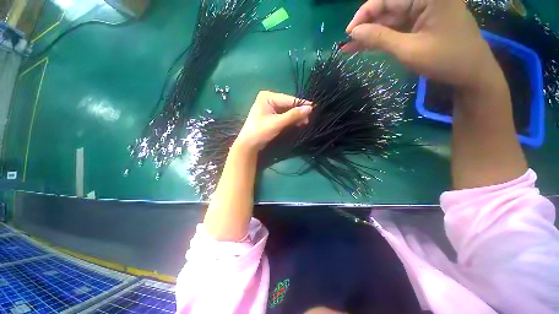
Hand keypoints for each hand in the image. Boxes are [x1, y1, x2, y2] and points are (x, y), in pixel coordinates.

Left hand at [235, 91, 311, 150]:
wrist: (249, 145)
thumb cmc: (260, 132)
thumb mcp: (277, 123)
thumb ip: (293, 115)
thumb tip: (310, 108)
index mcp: (267, 97)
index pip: (288, 99)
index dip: (301, 104)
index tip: (314, 108)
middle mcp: (269, 99)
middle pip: (288, 105)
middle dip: (298, 112)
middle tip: (308, 120)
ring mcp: (270, 108)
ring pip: (287, 111)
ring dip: (296, 117)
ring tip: (305, 123)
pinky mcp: (272, 116)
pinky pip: (284, 116)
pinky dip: (291, 120)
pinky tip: (298, 123)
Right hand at [343, 0, 501, 89]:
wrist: (471, 73)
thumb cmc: (445, 60)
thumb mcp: (408, 50)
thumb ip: (380, 38)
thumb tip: (354, 32)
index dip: (364, 14)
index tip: (348, 33)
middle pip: (388, 7)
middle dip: (366, 26)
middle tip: (347, 43)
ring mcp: (424, 9)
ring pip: (390, 19)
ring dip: (371, 33)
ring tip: (350, 48)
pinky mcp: (422, 22)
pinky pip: (397, 26)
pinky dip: (382, 37)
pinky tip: (366, 45)